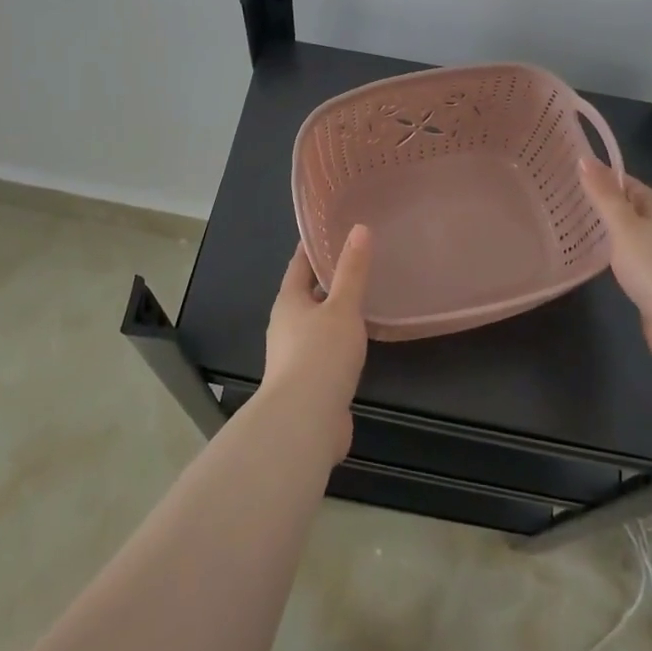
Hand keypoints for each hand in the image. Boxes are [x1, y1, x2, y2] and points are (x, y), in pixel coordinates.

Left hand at [263, 226, 372, 457]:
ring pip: (318, 324)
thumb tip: (359, 229)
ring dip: (336, 312)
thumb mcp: (342, 307)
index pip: (300, 263)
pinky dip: (342, 341)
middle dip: (328, 278)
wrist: (304, 423)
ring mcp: (295, 356)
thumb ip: (352, 271)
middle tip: (357, 259)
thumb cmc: (320, 355)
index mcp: (289, 301)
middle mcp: (287, 325)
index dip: (315, 246)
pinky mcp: (309, 383)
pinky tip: (361, 341)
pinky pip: (327, 351)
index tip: (333, 227)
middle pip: (308, 294)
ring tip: (365, 297)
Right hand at [579, 158, 651, 372]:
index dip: (599, 177)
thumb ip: (603, 194)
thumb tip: (584, 157)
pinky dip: (615, 258)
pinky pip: (633, 261)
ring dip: (607, 233)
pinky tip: (597, 262)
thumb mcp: (624, 225)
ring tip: (571, 229)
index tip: (567, 175)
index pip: (625, 182)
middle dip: (601, 205)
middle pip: (629, 209)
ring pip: (630, 237)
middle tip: (563, 202)